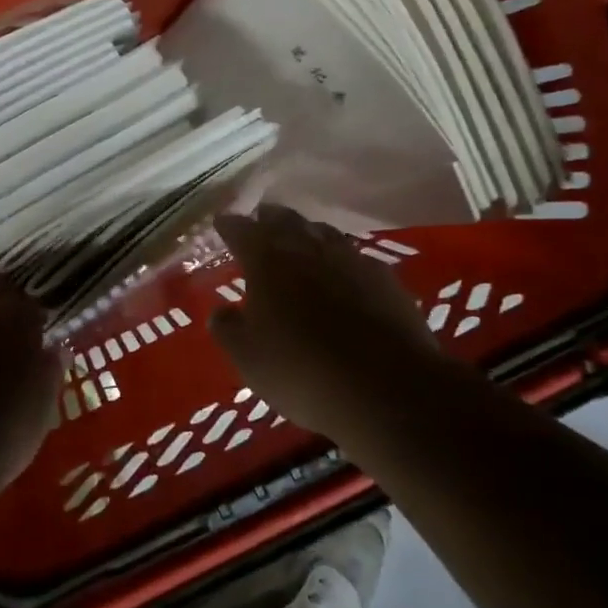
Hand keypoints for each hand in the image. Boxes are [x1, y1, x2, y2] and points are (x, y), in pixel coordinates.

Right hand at [210, 204, 466, 451]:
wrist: (387, 389)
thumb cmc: (301, 371)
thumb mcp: (248, 358)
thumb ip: (228, 329)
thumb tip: (220, 311)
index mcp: (268, 261)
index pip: (242, 231)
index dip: (230, 225)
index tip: (222, 222)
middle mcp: (308, 249)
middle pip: (285, 220)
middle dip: (269, 218)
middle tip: (259, 219)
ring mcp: (351, 261)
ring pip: (323, 233)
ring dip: (306, 232)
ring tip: (299, 237)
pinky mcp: (385, 280)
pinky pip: (354, 256)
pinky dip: (339, 257)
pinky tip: (341, 271)